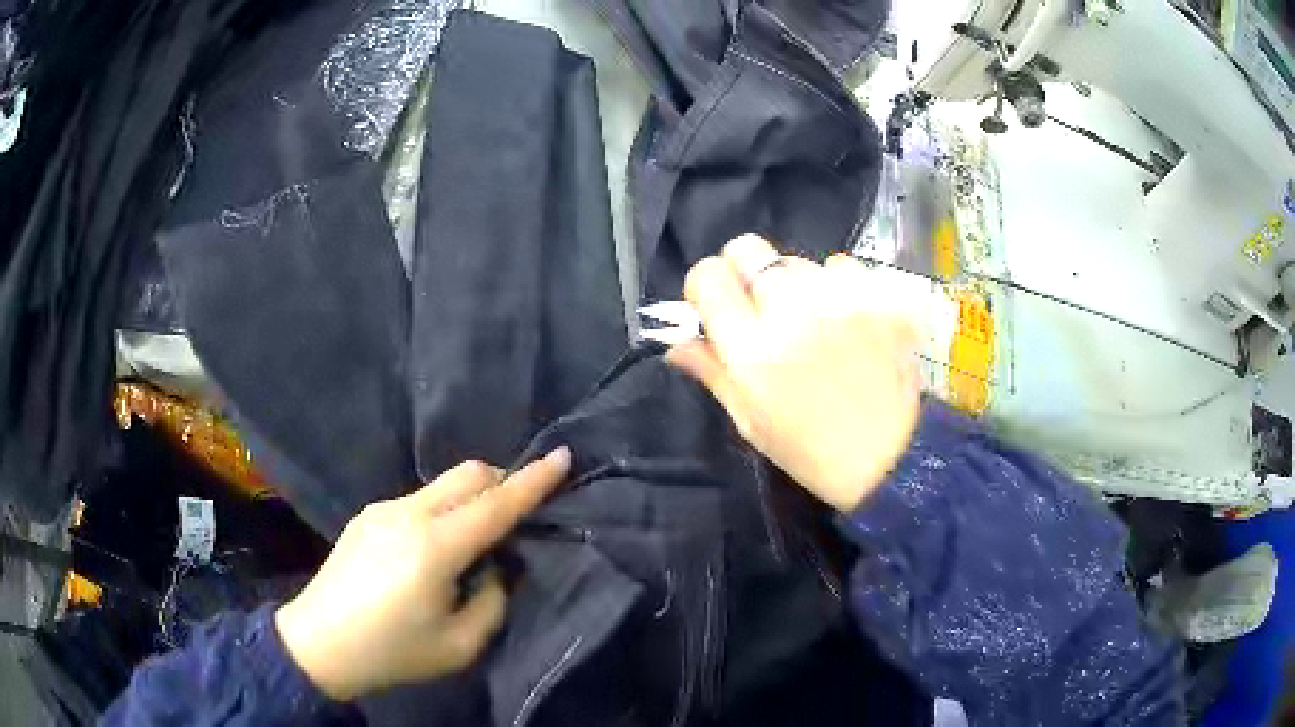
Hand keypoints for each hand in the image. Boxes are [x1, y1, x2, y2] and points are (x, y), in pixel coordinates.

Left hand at [275, 448, 570, 700]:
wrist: (319, 644)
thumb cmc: (393, 651)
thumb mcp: (459, 645)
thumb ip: (491, 601)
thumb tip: (494, 569)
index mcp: (434, 548)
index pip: (496, 506)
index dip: (534, 481)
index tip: (563, 456)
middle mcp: (408, 514)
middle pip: (468, 475)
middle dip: (502, 481)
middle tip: (517, 514)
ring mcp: (382, 509)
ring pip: (442, 485)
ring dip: (470, 499)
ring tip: (471, 543)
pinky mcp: (366, 515)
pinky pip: (418, 500)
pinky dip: (441, 511)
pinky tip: (430, 551)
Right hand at [667, 235, 920, 512]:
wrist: (893, 460)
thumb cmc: (812, 452)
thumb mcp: (751, 422)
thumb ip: (712, 372)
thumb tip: (675, 343)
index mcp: (753, 348)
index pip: (709, 275)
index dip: (705, 287)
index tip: (714, 308)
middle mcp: (793, 310)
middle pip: (748, 247)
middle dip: (744, 271)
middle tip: (759, 307)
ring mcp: (842, 298)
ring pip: (796, 259)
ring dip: (793, 284)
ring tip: (812, 322)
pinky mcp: (879, 296)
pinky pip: (842, 267)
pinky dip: (836, 286)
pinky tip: (847, 319)